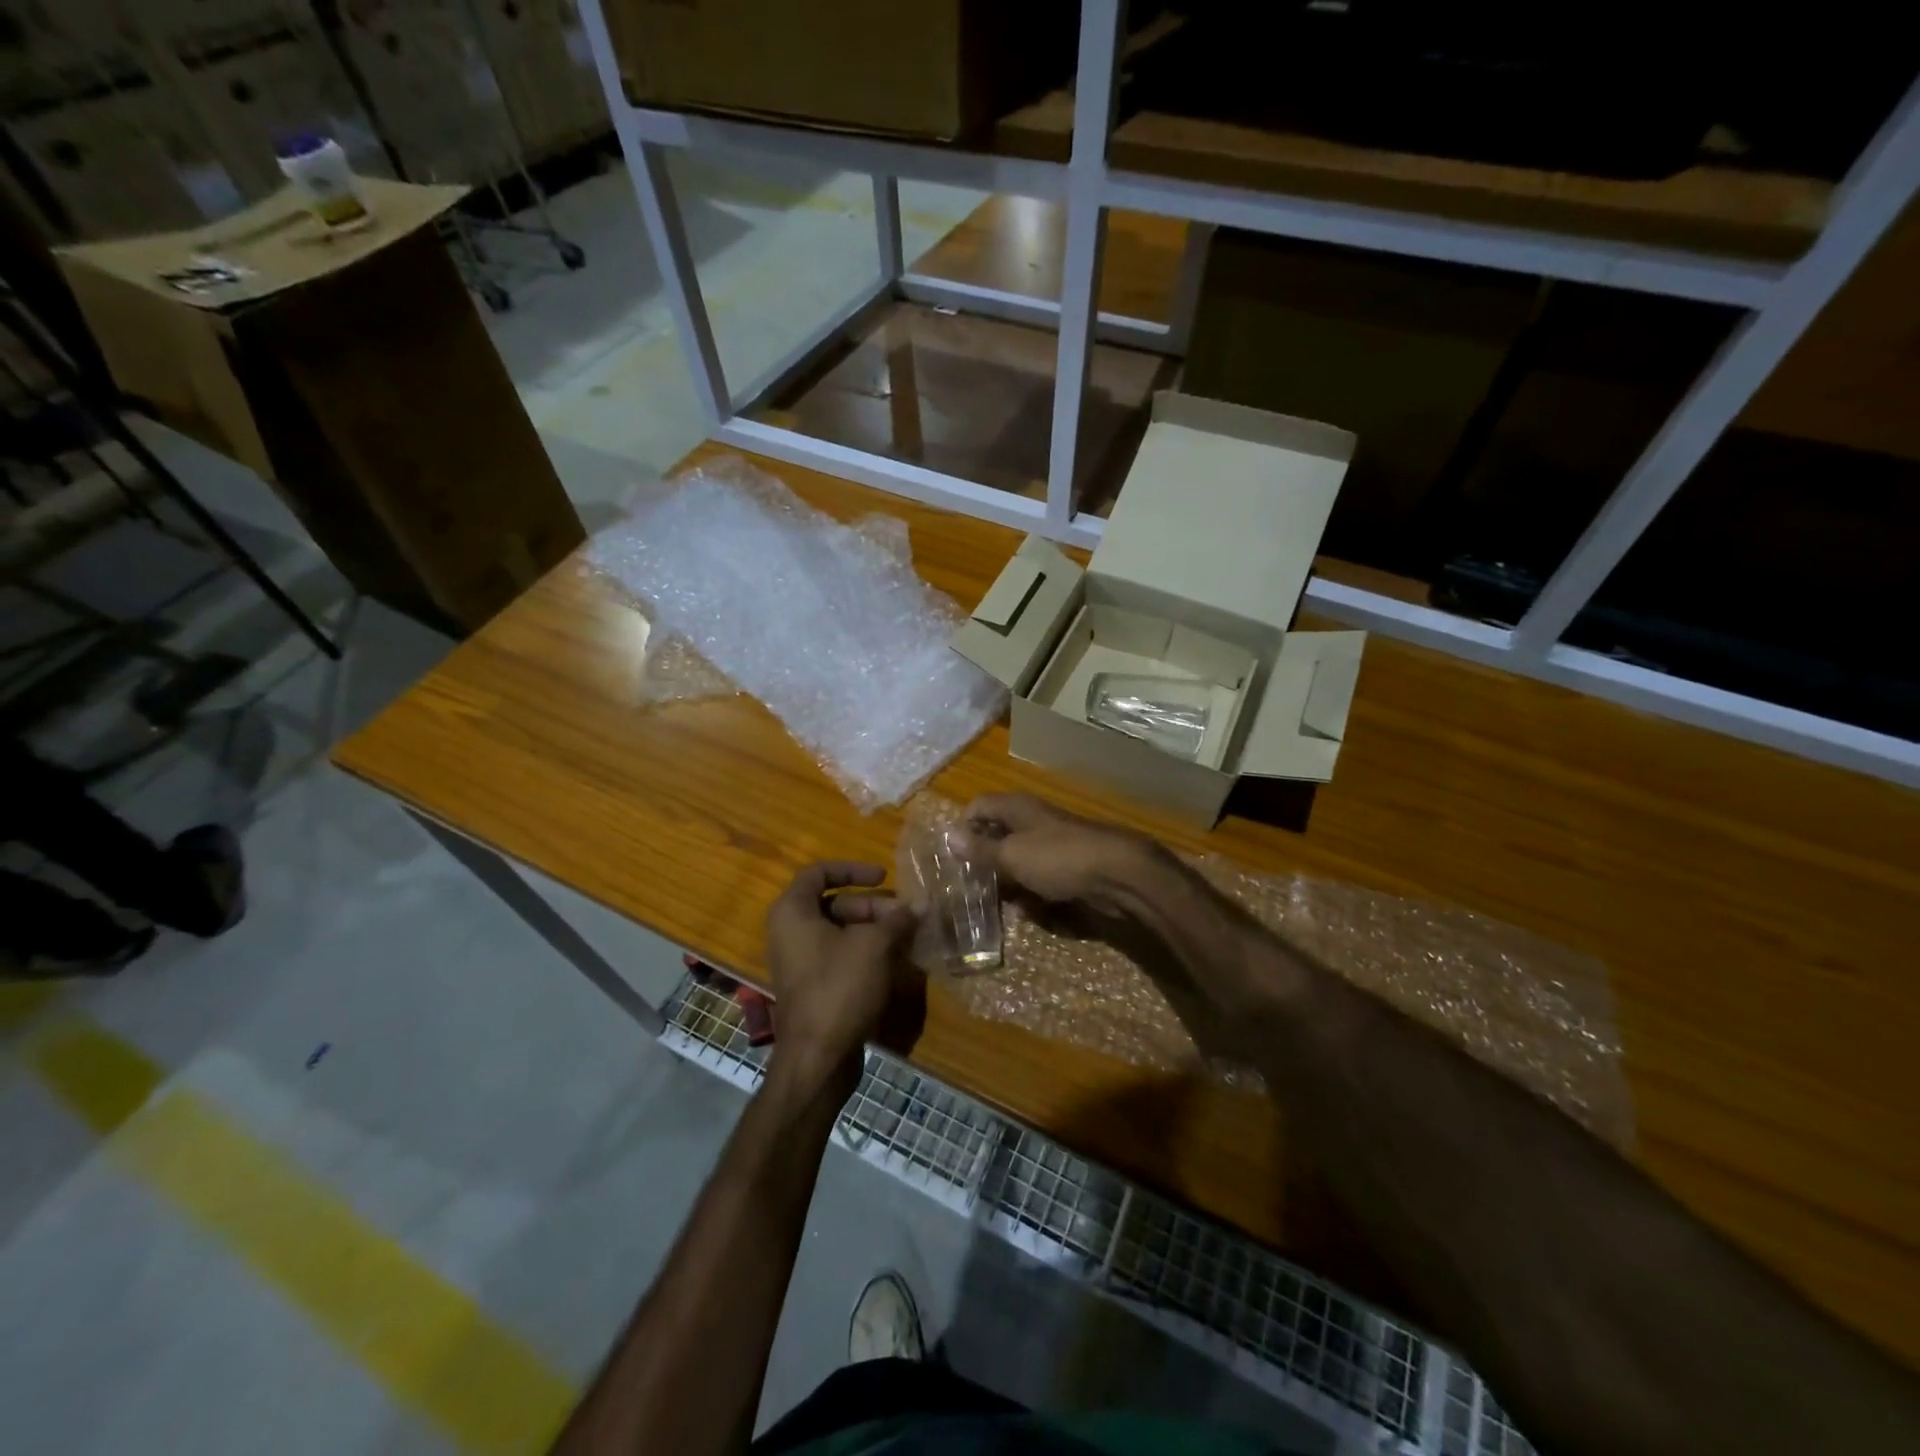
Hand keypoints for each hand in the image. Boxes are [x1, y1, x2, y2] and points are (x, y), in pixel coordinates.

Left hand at [764, 862, 919, 1098]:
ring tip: (905, 937)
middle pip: (833, 903)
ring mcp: (798, 960)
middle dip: (872, 906)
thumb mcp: (874, 946)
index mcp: (792, 912)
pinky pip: (837, 955)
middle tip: (903, 917)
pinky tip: (892, 960)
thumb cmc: (839, 988)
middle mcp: (789, 931)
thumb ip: (897, 919)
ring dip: (872, 929)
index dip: (853, 869)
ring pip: (838, 931)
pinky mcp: (811, 985)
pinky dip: (863, 951)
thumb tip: (922, 903)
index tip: (884, 877)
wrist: (817, 1057)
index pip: (819, 872)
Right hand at [961, 793, 1165, 926]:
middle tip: (964, 884)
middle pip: (997, 833)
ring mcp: (1052, 843)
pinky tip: (1025, 909)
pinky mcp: (1068, 866)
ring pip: (1017, 858)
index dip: (962, 827)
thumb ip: (980, 848)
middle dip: (982, 857)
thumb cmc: (1058, 858)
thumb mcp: (1012, 854)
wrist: (1118, 874)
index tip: (949, 857)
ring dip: (1005, 878)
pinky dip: (1030, 890)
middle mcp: (1032, 820)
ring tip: (988, 902)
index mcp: (1016, 808)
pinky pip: (1039, 876)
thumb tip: (948, 835)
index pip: (978, 806)